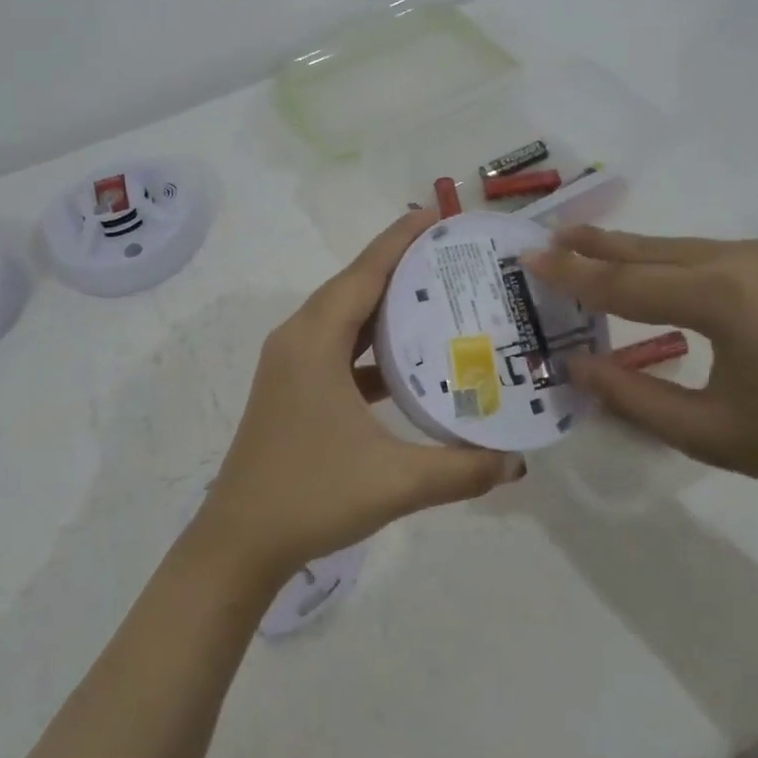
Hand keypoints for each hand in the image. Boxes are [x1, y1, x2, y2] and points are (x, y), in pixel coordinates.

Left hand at [195, 209, 516, 584]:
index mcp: (315, 340)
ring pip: (345, 319)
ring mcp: (291, 365)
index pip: (364, 272)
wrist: (239, 543)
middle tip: (455, 257)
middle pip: (354, 287)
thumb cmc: (311, 496)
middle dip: (401, 267)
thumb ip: (462, 469)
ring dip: (386, 307)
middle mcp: (298, 340)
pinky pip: (338, 349)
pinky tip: (409, 362)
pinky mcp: (293, 389)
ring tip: (440, 299)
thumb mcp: (395, 482)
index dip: (401, 240)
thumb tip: (517, 463)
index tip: (438, 215)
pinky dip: (372, 345)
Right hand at [522, 228, 757, 511]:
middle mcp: (742, 260)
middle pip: (649, 250)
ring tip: (588, 248)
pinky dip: (670, 262)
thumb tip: (576, 368)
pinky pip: (712, 257)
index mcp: (720, 295)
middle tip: (548, 236)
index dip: (571, 274)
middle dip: (596, 245)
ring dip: (632, 252)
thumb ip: (634, 396)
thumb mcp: (710, 433)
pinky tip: (656, 273)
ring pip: (681, 249)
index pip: (623, 282)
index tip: (527, 258)